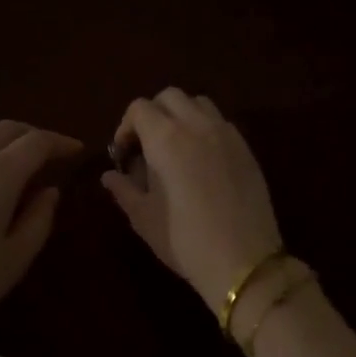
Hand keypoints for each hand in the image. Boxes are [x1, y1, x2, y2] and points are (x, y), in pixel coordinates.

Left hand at [0, 122, 79, 356]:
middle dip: (33, 136)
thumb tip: (48, 191)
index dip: (60, 142)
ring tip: (10, 160)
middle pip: (6, 129)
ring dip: (0, 139)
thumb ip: (38, 220)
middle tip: (49, 154)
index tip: (76, 150)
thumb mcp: (12, 259)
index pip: (37, 142)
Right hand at [102, 88, 281, 311]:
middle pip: (169, 96)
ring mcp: (226, 134)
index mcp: (165, 138)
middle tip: (147, 146)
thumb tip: (109, 175)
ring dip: (181, 115)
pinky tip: (201, 161)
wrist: (243, 260)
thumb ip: (123, 189)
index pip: (139, 108)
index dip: (126, 126)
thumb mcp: (144, 217)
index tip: (124, 154)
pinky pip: (221, 123)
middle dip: (153, 114)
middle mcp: (196, 125)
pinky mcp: (246, 148)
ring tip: (175, 147)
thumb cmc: (184, 240)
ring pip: (198, 103)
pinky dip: (205, 129)